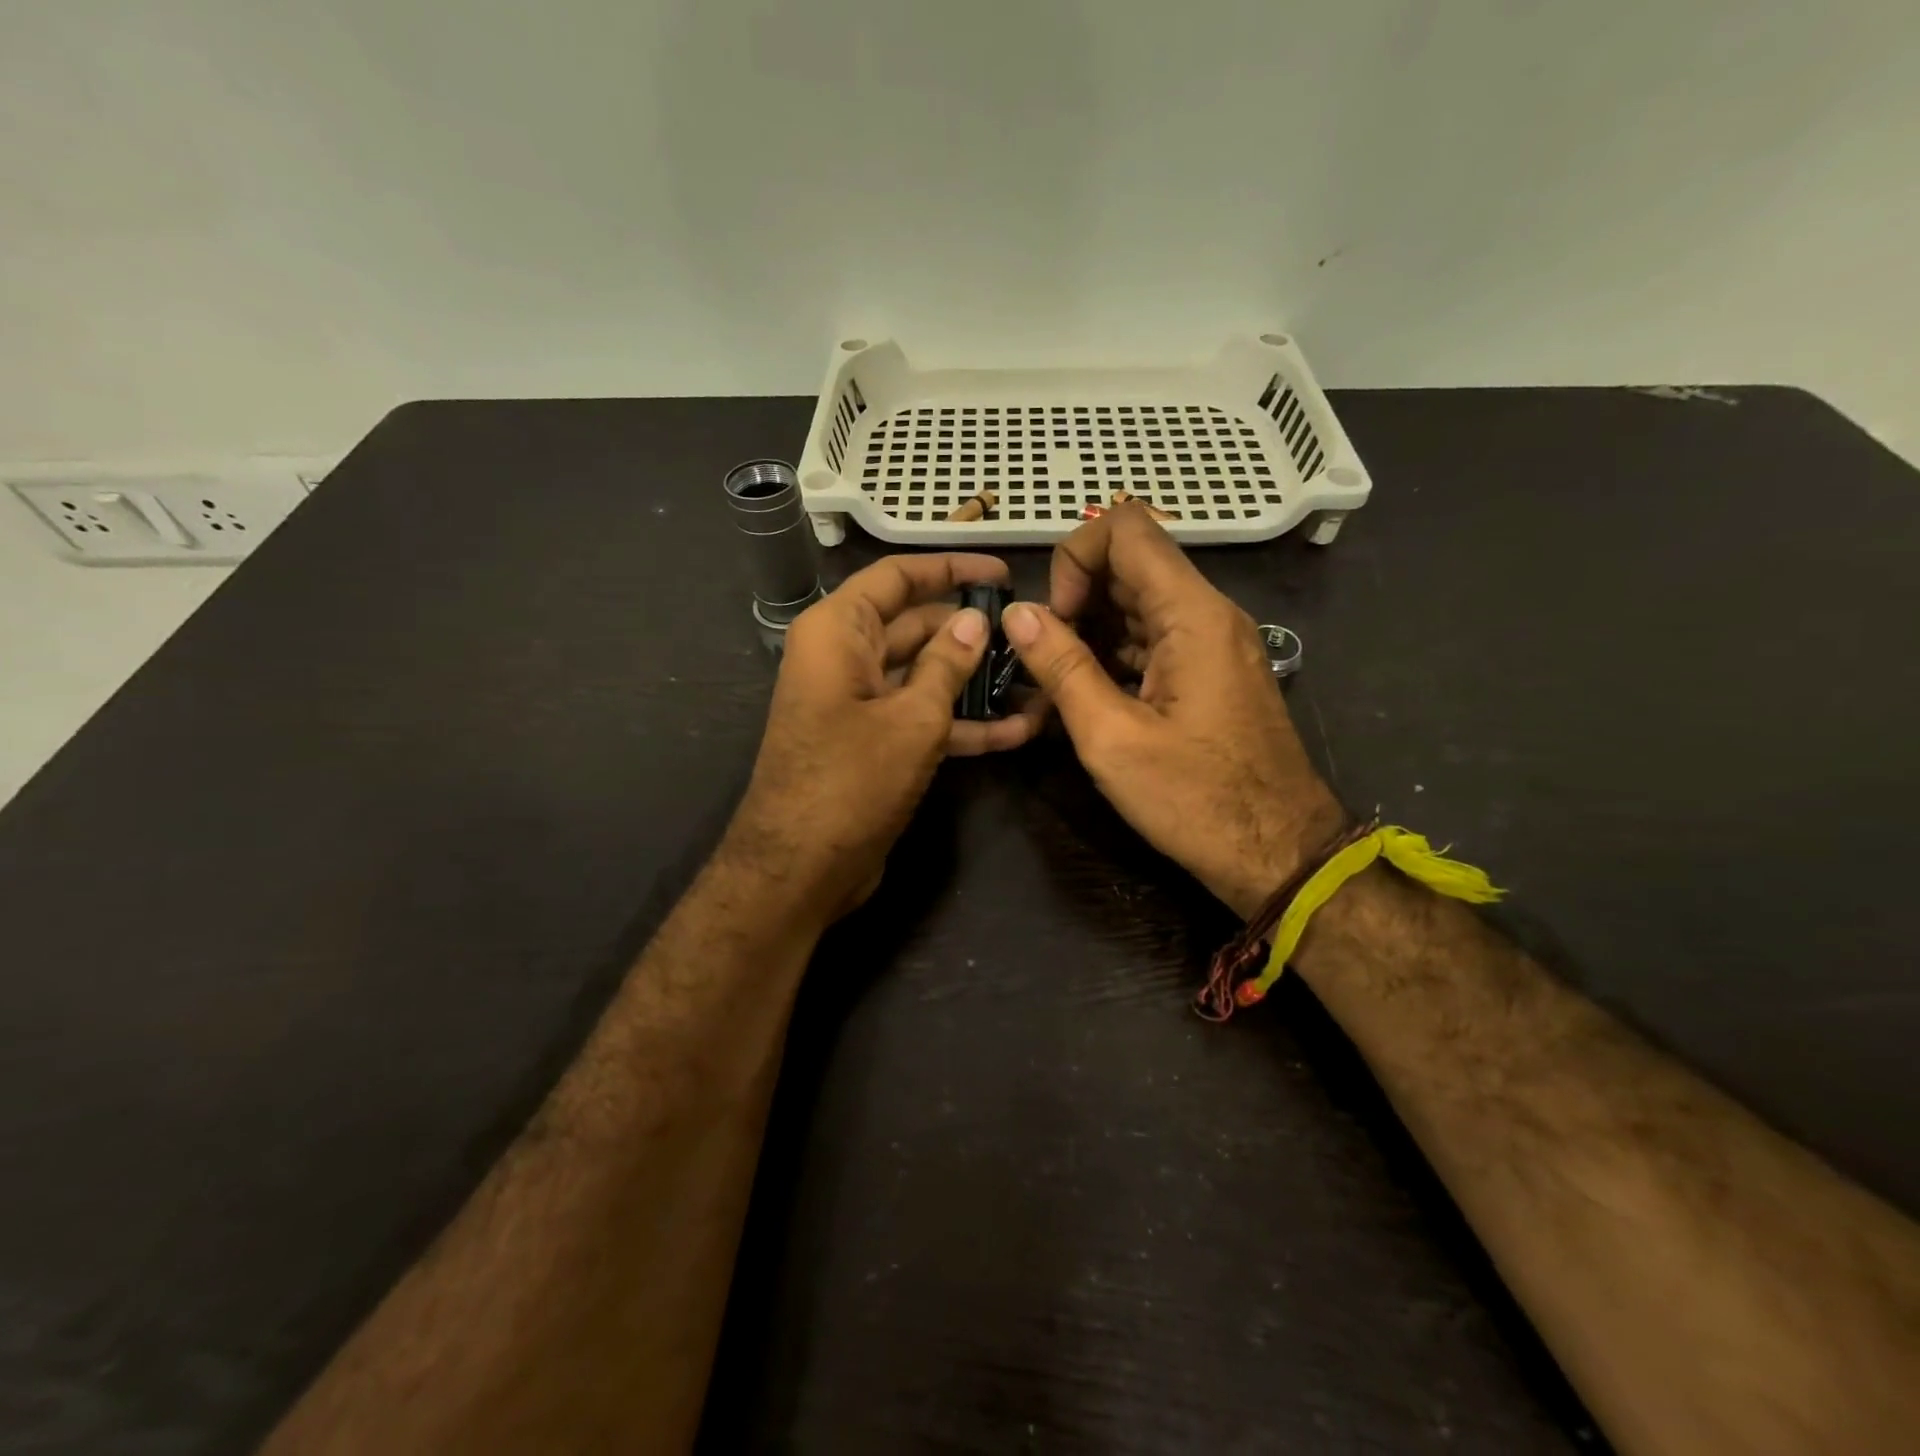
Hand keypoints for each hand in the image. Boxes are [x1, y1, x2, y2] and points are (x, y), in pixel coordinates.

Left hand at [728, 553, 1044, 923]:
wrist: (799, 870)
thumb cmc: (851, 781)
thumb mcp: (911, 718)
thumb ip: (948, 664)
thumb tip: (975, 621)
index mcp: (838, 631)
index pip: (898, 578)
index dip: (950, 569)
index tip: (1002, 574)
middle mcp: (844, 658)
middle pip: (915, 626)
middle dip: (971, 632)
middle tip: (1031, 634)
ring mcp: (859, 704)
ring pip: (924, 676)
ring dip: (975, 683)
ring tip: (1036, 681)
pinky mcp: (873, 744)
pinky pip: (921, 718)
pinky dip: (962, 724)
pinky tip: (1017, 731)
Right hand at [1001, 504, 1344, 917]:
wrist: (1279, 853)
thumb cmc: (1196, 800)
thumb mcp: (1112, 738)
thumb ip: (1061, 667)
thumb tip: (1017, 614)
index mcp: (1191, 614)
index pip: (1124, 526)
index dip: (1074, 559)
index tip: (1056, 621)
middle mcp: (1207, 613)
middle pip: (1128, 563)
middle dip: (1075, 601)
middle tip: (1047, 663)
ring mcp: (1212, 642)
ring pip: (1137, 603)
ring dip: (1090, 632)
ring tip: (1058, 688)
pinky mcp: (1210, 672)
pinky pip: (1153, 639)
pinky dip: (1113, 655)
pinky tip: (1087, 700)